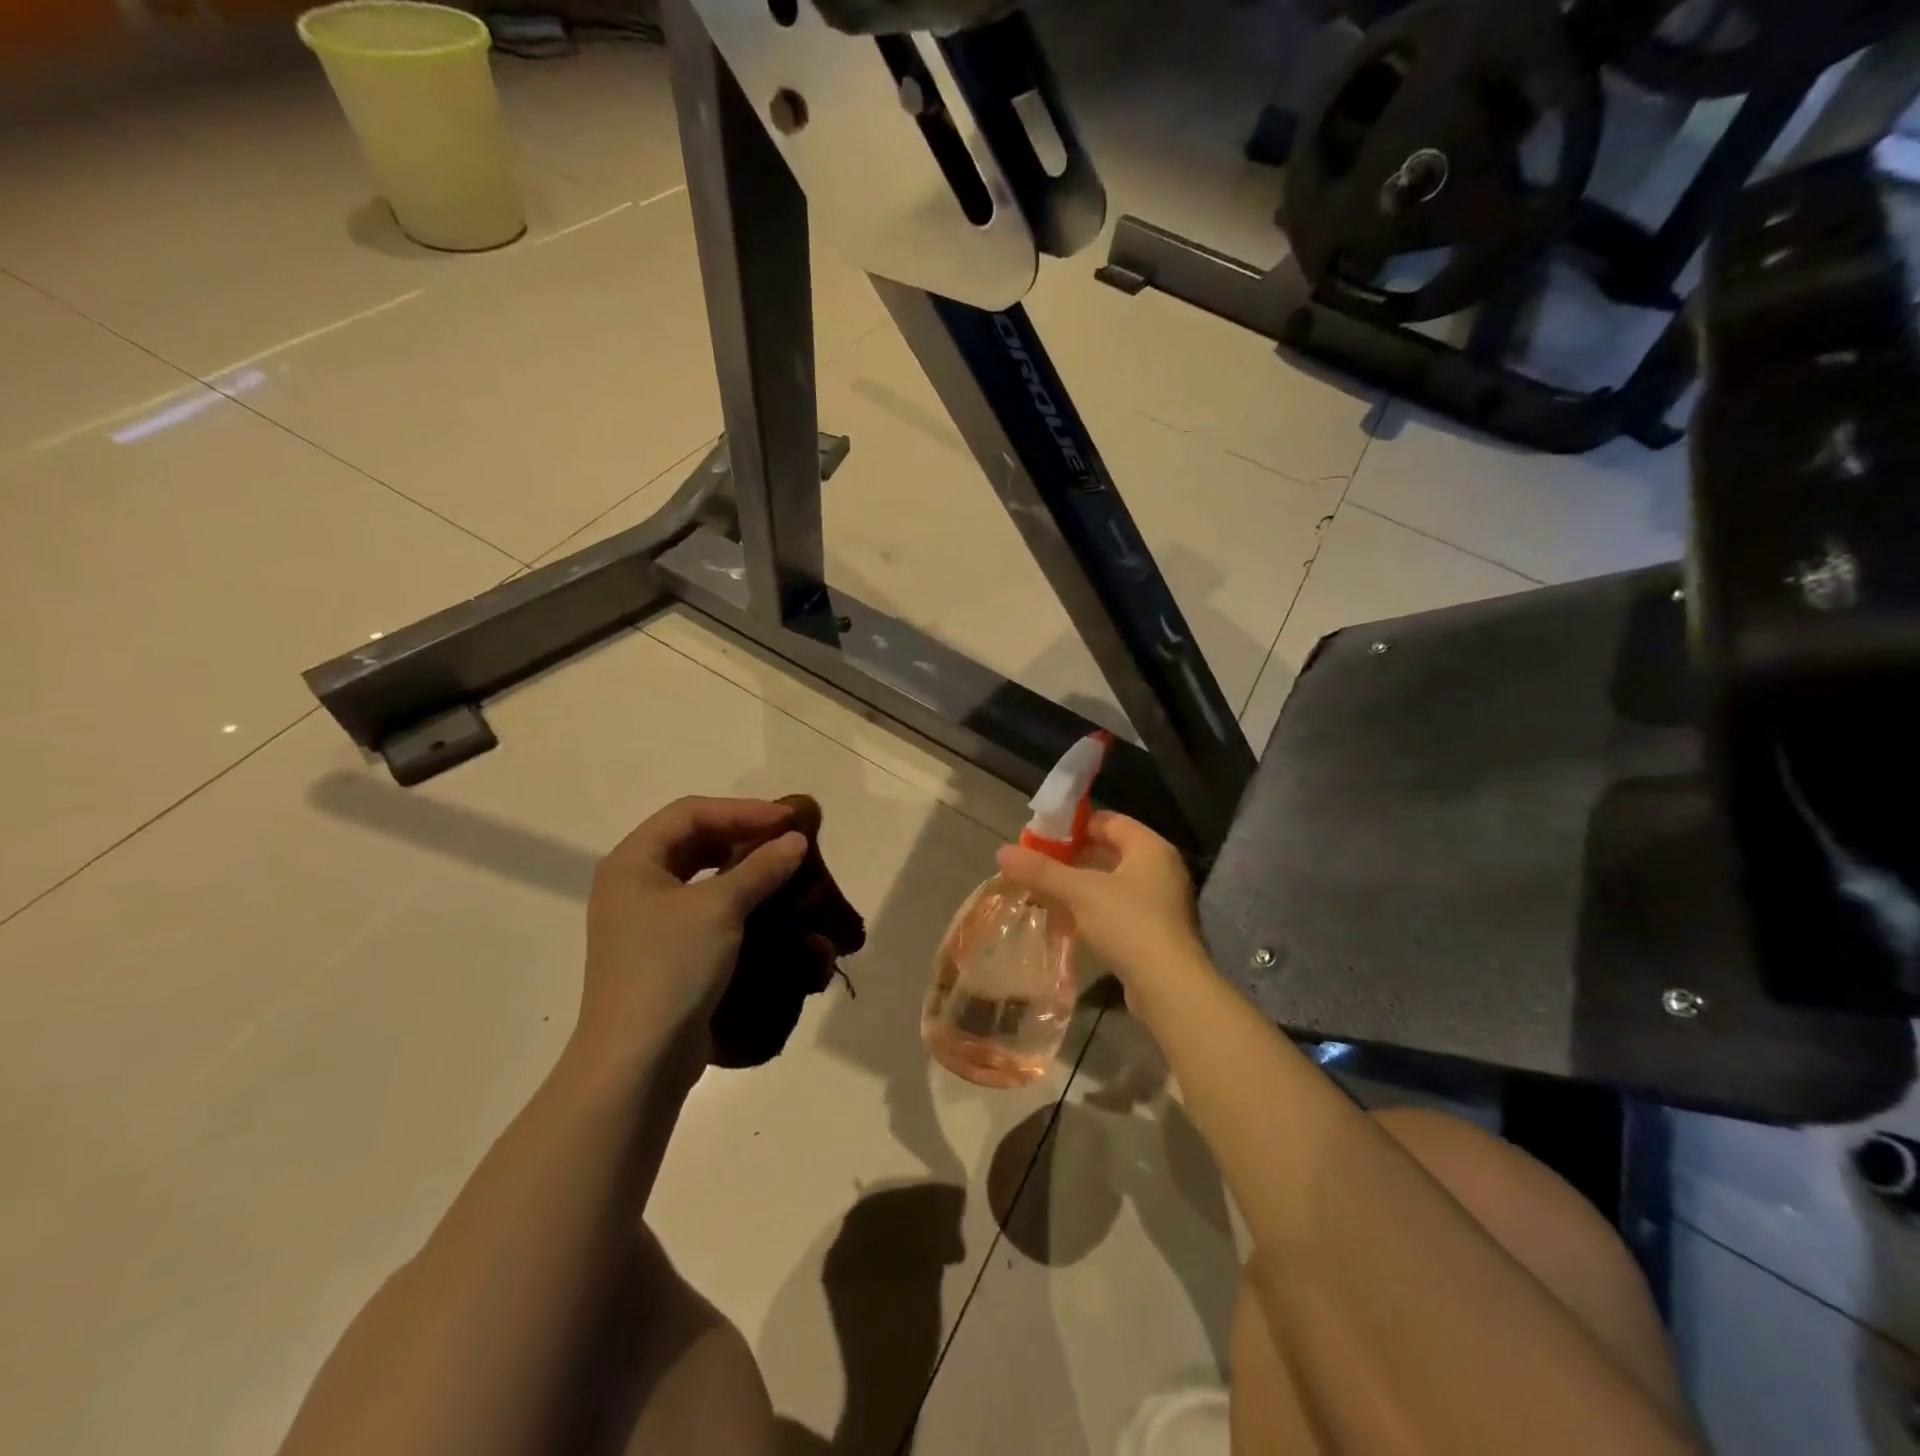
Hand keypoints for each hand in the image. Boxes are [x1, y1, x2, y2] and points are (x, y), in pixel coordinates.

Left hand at [573, 797, 806, 1077]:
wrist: (639, 1059)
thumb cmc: (671, 967)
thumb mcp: (720, 909)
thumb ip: (760, 868)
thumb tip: (796, 841)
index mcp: (633, 861)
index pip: (691, 813)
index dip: (742, 810)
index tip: (788, 820)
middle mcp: (633, 884)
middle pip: (693, 840)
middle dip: (742, 834)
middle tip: (787, 839)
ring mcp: (645, 920)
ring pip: (700, 875)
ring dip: (741, 867)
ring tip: (781, 867)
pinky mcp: (663, 950)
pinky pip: (703, 907)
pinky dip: (735, 899)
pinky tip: (765, 906)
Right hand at [996, 812, 1206, 994]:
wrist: (1169, 987)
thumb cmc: (1128, 924)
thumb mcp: (1080, 892)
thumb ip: (1042, 870)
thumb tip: (1002, 852)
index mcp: (1150, 847)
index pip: (1108, 821)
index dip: (1074, 825)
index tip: (1042, 836)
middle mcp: (1160, 868)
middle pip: (1110, 850)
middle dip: (1073, 857)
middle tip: (1039, 864)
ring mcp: (1161, 901)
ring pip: (1113, 881)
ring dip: (1081, 884)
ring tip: (1046, 891)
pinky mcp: (1156, 931)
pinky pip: (1118, 907)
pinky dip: (1093, 908)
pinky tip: (1068, 919)